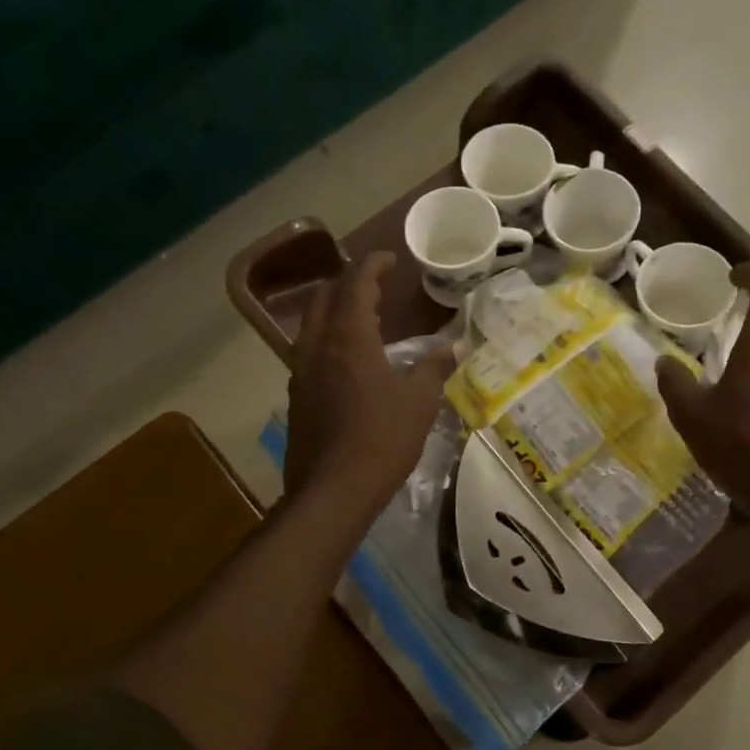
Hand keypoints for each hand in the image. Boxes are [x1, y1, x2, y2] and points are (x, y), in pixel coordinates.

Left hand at [283, 252, 455, 517]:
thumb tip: (452, 348)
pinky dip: (327, 339)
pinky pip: (308, 351)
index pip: (355, 284)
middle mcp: (317, 345)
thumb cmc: (382, 440)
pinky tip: (348, 360)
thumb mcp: (419, 403)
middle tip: (374, 287)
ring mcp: (301, 371)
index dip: (372, 266)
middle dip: (347, 283)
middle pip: (324, 296)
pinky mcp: (297, 395)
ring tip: (362, 319)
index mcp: (349, 338)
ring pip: (311, 323)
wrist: (333, 490)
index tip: (390, 259)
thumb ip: (434, 369)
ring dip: (334, 311)